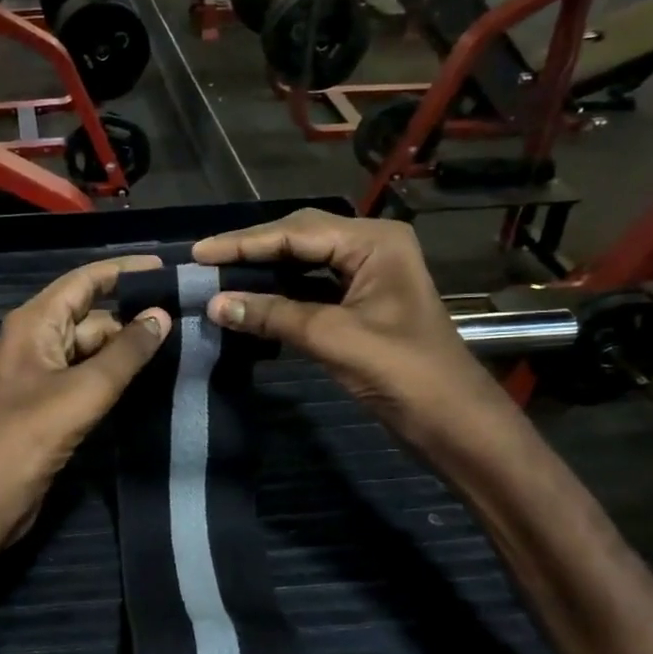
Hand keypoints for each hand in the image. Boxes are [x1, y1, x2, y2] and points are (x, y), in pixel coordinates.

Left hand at [0, 256, 171, 542]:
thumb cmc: (29, 435)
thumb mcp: (83, 389)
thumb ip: (125, 352)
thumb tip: (162, 315)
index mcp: (35, 323)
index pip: (84, 281)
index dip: (124, 271)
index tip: (167, 269)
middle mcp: (37, 340)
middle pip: (91, 315)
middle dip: (133, 315)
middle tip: (187, 317)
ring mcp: (43, 374)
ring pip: (92, 349)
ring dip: (128, 348)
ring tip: (180, 346)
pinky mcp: (51, 404)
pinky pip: (89, 377)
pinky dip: (116, 375)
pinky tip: (151, 378)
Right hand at [192, 210, 509, 449]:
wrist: (453, 422)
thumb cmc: (405, 373)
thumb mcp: (335, 339)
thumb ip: (274, 315)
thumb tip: (214, 304)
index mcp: (374, 241)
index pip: (296, 232)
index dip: (244, 243)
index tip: (198, 253)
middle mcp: (370, 247)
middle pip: (298, 238)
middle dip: (251, 251)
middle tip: (203, 263)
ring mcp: (366, 275)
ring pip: (303, 263)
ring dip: (263, 272)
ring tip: (218, 277)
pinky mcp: (360, 304)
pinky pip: (310, 288)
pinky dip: (279, 294)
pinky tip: (250, 301)